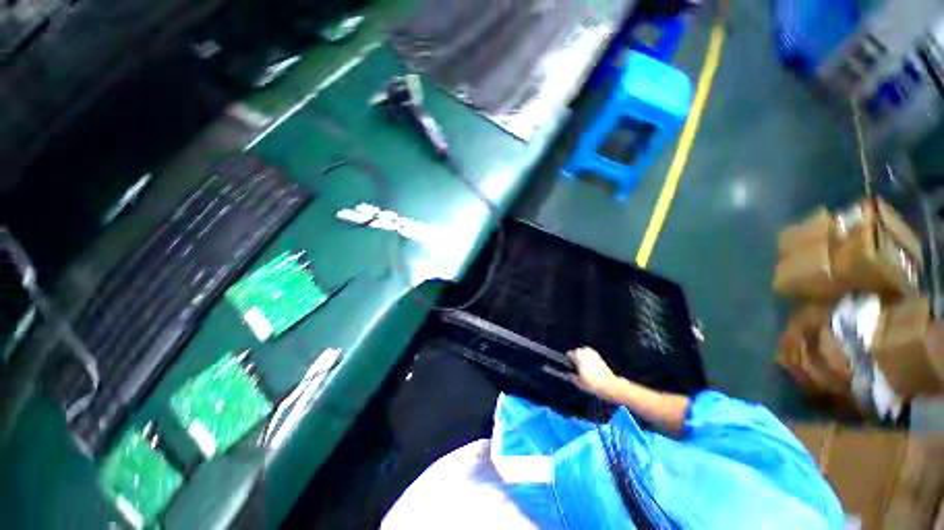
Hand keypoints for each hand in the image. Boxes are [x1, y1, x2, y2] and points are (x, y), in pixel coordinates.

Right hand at [567, 347, 617, 397]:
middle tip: (579, 371)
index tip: (572, 369)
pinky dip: (590, 361)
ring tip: (587, 372)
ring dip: (583, 360)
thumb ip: (571, 376)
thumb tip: (570, 373)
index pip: (569, 354)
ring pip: (584, 355)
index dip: (569, 362)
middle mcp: (585, 351)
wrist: (609, 385)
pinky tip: (593, 371)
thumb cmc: (593, 383)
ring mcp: (593, 352)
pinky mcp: (599, 356)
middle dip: (577, 360)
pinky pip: (590, 357)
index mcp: (578, 355)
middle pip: (576, 353)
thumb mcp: (578, 382)